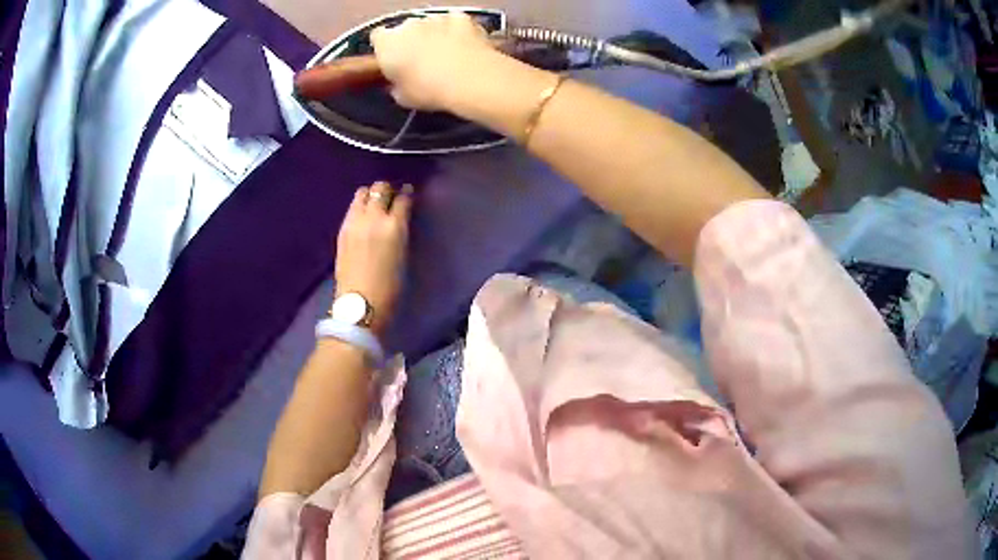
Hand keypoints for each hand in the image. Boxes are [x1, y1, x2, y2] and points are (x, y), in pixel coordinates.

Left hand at [334, 181, 411, 335]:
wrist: (359, 305)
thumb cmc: (390, 288)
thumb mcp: (403, 256)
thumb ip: (400, 233)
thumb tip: (398, 220)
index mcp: (394, 227)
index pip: (402, 199)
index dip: (406, 193)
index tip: (407, 192)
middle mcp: (373, 218)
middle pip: (380, 189)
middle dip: (386, 189)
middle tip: (390, 195)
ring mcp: (354, 223)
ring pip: (362, 193)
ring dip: (370, 194)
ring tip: (374, 202)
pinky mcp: (342, 231)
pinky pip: (351, 208)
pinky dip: (359, 206)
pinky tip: (362, 215)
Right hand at [370, 12, 498, 110]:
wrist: (470, 80)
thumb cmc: (429, 91)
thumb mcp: (403, 97)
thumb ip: (395, 85)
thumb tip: (397, 83)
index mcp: (387, 42)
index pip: (378, 37)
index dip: (385, 48)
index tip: (393, 60)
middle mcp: (408, 24)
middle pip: (405, 29)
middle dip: (410, 40)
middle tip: (421, 62)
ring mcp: (435, 17)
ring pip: (430, 24)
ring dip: (434, 34)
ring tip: (447, 55)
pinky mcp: (461, 17)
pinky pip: (454, 22)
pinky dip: (457, 30)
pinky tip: (464, 46)